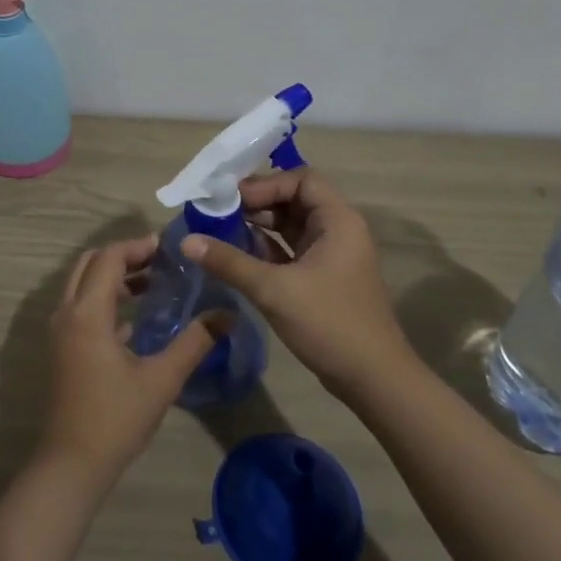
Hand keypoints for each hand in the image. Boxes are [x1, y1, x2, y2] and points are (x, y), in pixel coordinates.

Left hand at [39, 238, 221, 485]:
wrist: (72, 464)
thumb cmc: (116, 418)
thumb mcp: (162, 379)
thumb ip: (194, 342)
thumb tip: (228, 315)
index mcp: (87, 313)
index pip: (108, 258)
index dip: (136, 247)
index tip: (166, 248)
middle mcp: (67, 313)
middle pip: (90, 264)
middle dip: (124, 256)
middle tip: (160, 261)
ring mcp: (61, 331)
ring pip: (83, 284)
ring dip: (113, 276)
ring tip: (153, 283)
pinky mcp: (63, 348)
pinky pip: (81, 307)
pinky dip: (105, 299)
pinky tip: (136, 317)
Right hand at [180, 169, 413, 400]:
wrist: (373, 380)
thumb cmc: (329, 324)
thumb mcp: (274, 290)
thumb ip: (230, 262)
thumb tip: (187, 241)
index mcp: (338, 220)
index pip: (301, 180)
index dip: (266, 184)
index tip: (231, 199)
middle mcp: (338, 230)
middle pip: (294, 199)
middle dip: (257, 203)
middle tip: (218, 212)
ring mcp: (332, 255)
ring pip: (291, 226)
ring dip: (259, 225)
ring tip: (221, 230)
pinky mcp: (324, 277)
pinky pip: (292, 249)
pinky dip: (267, 248)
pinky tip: (238, 255)